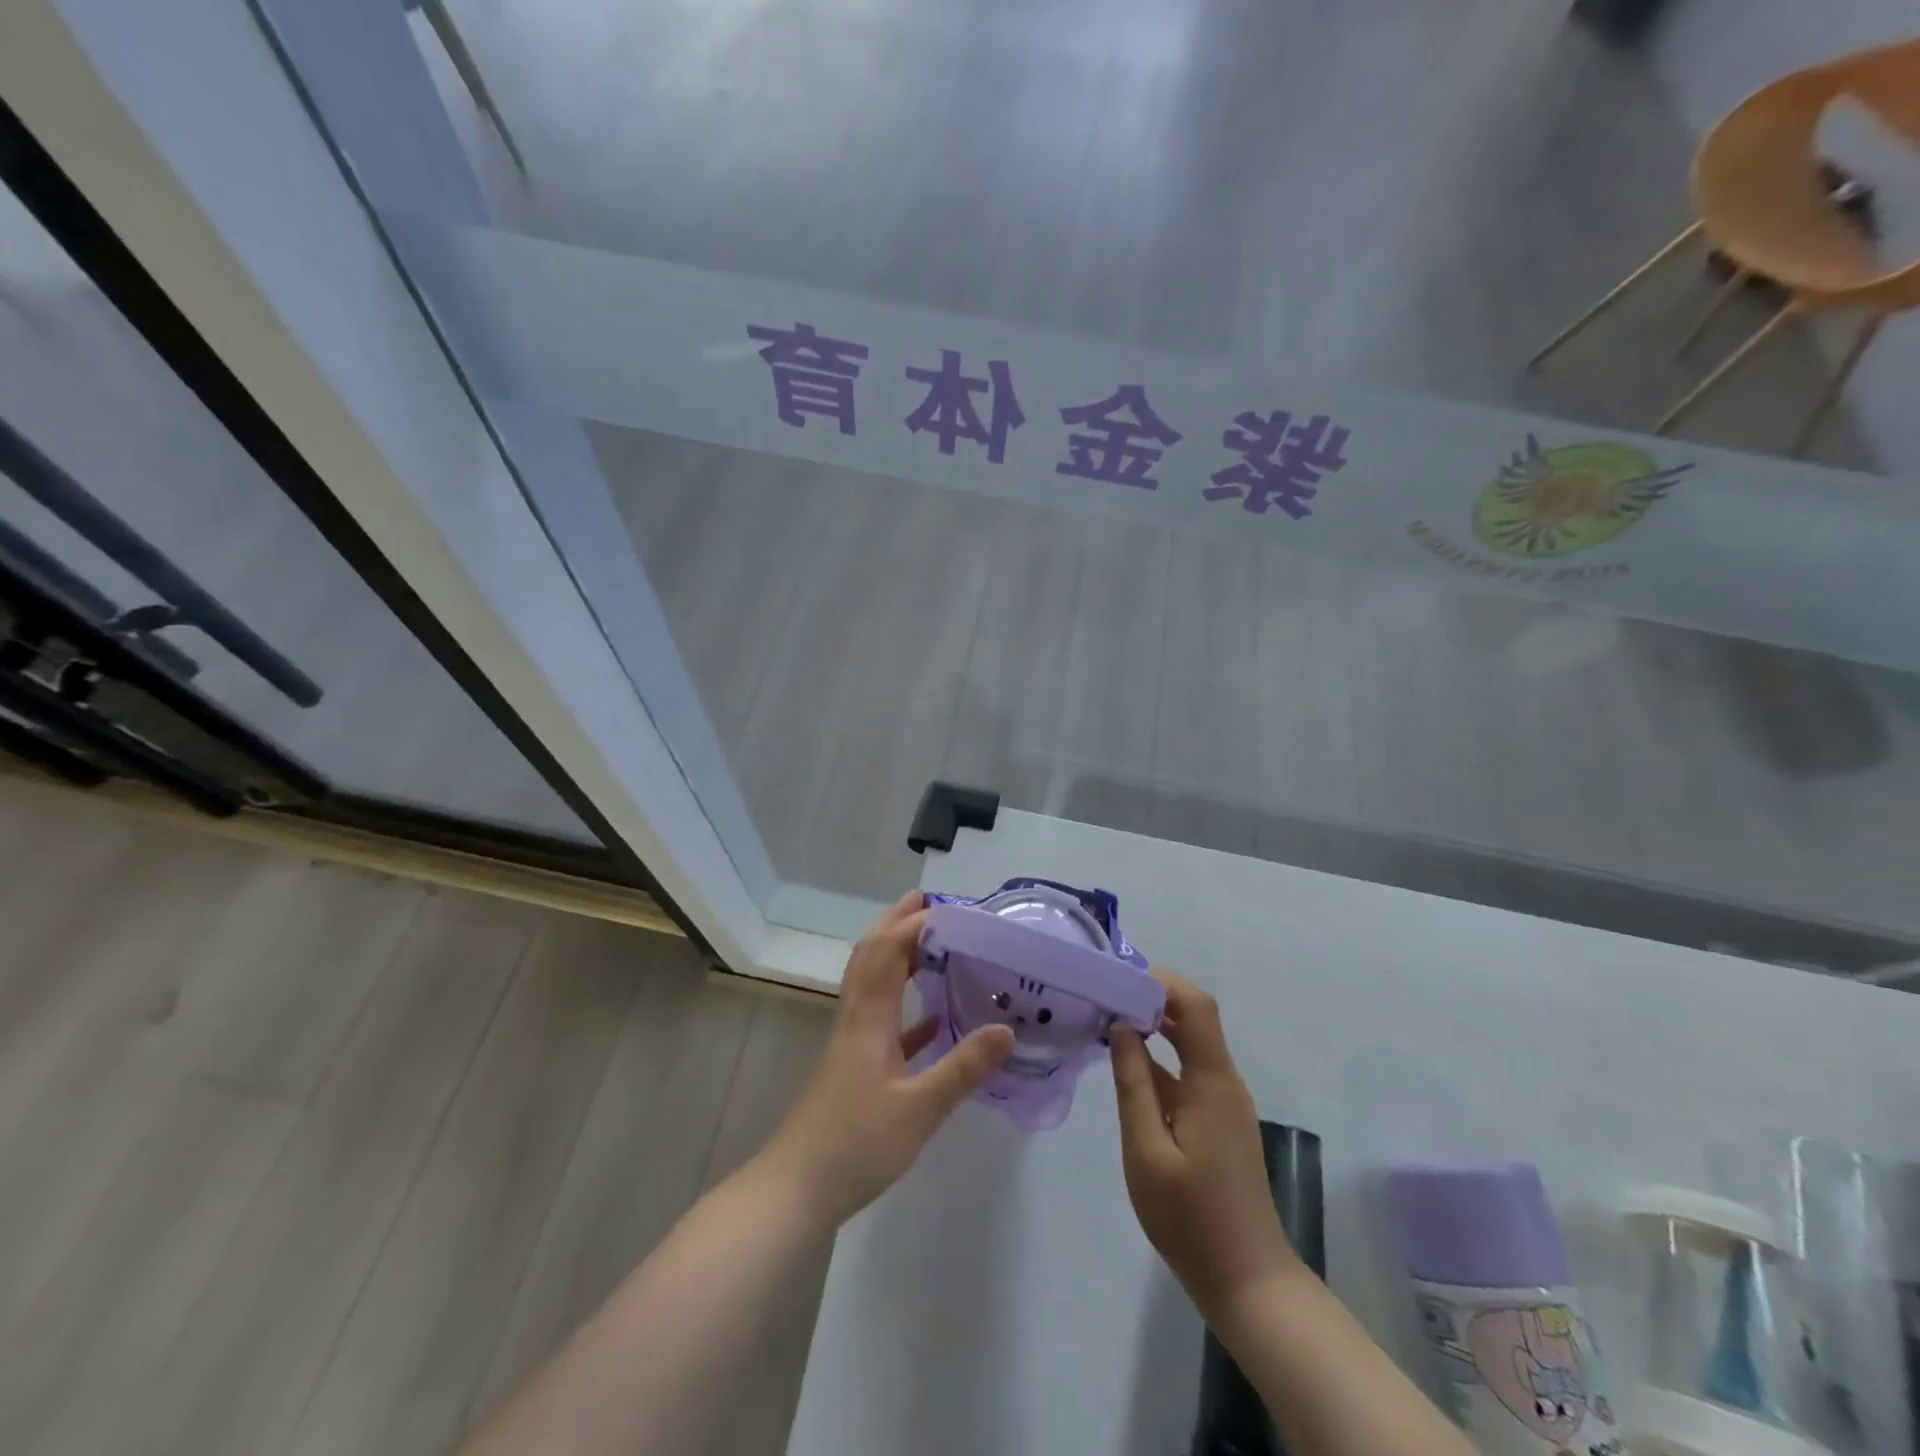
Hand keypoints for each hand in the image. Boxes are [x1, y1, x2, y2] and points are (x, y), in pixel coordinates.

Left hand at [759, 891, 1013, 1231]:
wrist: (797, 1189)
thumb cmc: (856, 1144)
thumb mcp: (919, 1110)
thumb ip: (963, 1068)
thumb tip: (1007, 1028)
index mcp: (869, 1018)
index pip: (889, 952)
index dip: (915, 923)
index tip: (952, 908)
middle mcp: (857, 1018)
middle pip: (872, 955)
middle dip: (896, 922)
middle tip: (929, 902)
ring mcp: (852, 1042)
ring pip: (873, 982)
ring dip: (897, 955)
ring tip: (930, 942)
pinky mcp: (854, 1066)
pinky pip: (881, 1019)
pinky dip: (905, 1005)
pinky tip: (931, 1019)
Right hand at [1111, 970, 1298, 1317]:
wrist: (1247, 1282)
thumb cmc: (1191, 1218)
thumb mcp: (1146, 1151)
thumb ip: (1133, 1085)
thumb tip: (1121, 1027)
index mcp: (1212, 1081)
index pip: (1195, 1007)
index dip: (1161, 982)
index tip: (1118, 977)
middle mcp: (1224, 1081)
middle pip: (1194, 1018)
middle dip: (1152, 998)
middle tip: (1105, 993)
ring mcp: (1224, 1102)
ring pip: (1191, 1044)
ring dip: (1154, 1026)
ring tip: (1107, 1019)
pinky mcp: (1219, 1121)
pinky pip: (1189, 1072)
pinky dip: (1160, 1057)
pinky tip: (1127, 1064)